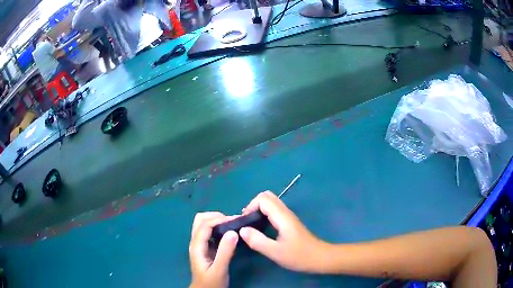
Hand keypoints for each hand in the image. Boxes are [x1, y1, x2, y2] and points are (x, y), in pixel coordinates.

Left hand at [189, 212, 238, 287]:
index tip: (235, 220)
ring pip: (203, 224)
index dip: (219, 219)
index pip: (205, 225)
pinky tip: (228, 233)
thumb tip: (232, 232)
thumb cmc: (211, 283)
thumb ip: (225, 252)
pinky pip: (208, 232)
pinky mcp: (204, 248)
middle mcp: (195, 242)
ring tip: (231, 224)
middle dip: (215, 216)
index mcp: (196, 246)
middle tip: (232, 221)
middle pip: (200, 220)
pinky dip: (217, 227)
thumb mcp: (220, 269)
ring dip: (216, 220)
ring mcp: (199, 245)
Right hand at [239, 191, 328, 272]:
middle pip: (267, 196)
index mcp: (282, 216)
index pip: (263, 199)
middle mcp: (285, 212)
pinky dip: (264, 214)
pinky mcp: (290, 222)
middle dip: (253, 205)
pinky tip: (262, 229)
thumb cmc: (299, 256)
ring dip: (258, 209)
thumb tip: (241, 230)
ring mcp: (289, 217)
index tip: (244, 222)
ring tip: (252, 225)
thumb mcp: (275, 252)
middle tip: (247, 222)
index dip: (250, 206)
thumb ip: (257, 241)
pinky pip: (274, 210)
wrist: (320, 258)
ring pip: (271, 203)